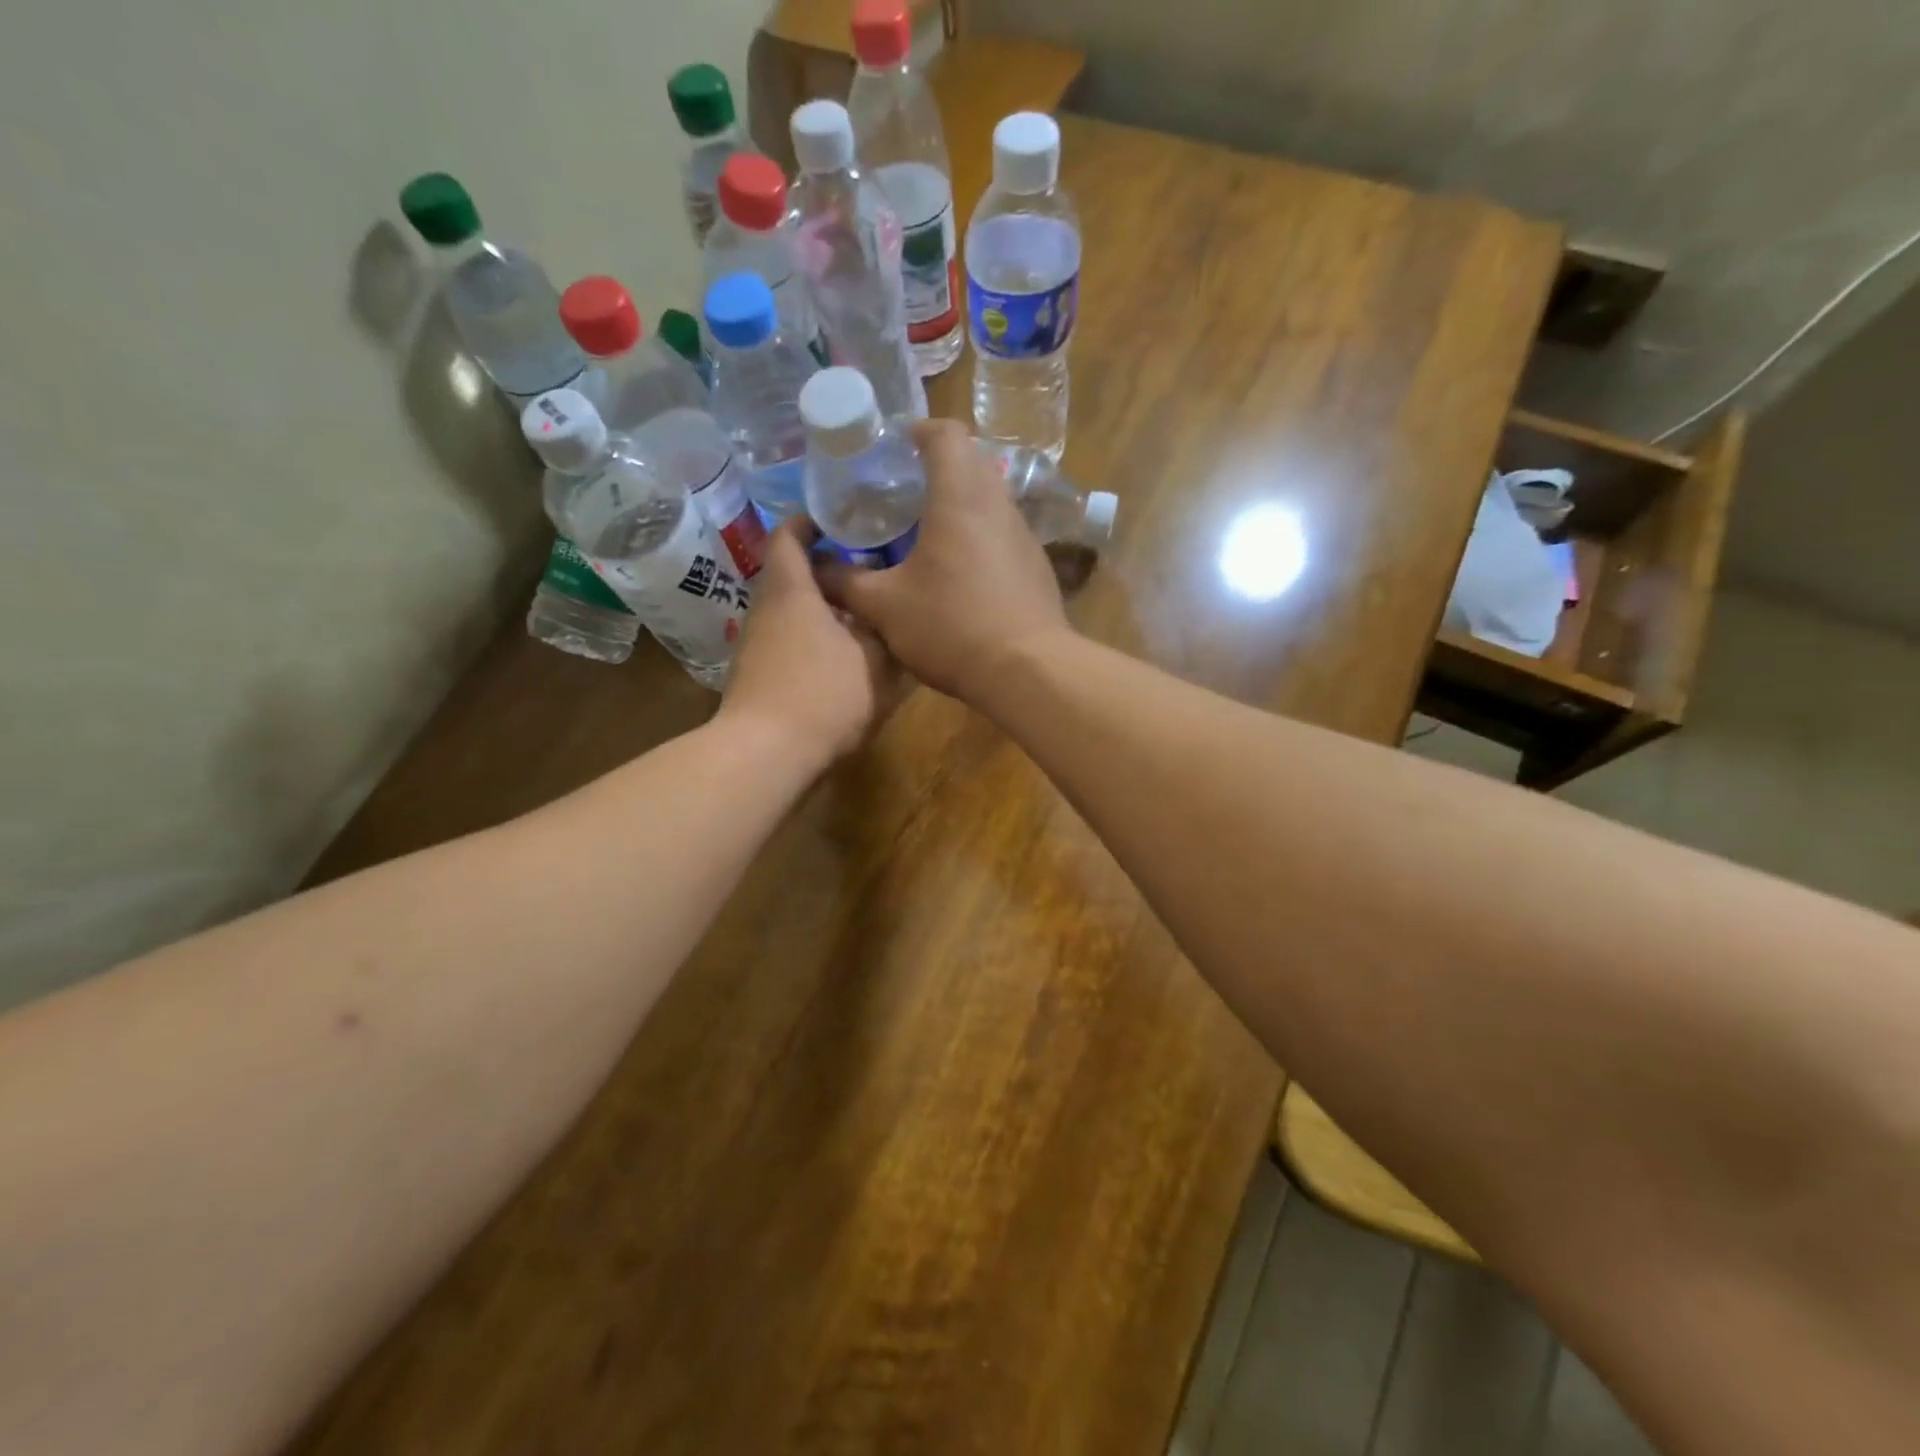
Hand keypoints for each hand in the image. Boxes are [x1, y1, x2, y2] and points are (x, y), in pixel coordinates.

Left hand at [718, 519, 898, 768]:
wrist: (767, 755)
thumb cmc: (823, 694)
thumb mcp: (875, 662)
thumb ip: (887, 634)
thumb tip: (892, 617)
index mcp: (791, 590)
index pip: (789, 536)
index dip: (810, 522)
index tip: (840, 519)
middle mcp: (766, 610)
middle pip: (793, 576)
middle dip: (829, 570)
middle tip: (871, 569)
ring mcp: (757, 646)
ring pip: (793, 612)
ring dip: (824, 609)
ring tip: (865, 615)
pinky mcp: (758, 678)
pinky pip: (789, 642)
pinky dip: (815, 639)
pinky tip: (845, 658)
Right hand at [823, 419, 1070, 703]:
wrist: (1027, 671)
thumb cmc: (951, 626)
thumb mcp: (884, 607)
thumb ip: (845, 582)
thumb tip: (814, 567)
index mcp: (959, 497)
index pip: (946, 434)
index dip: (918, 431)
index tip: (894, 448)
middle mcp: (998, 505)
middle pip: (970, 463)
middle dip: (936, 468)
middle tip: (901, 493)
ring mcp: (1024, 536)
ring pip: (989, 500)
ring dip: (959, 505)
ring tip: (925, 533)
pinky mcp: (1036, 567)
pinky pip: (1003, 534)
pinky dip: (978, 537)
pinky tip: (958, 573)